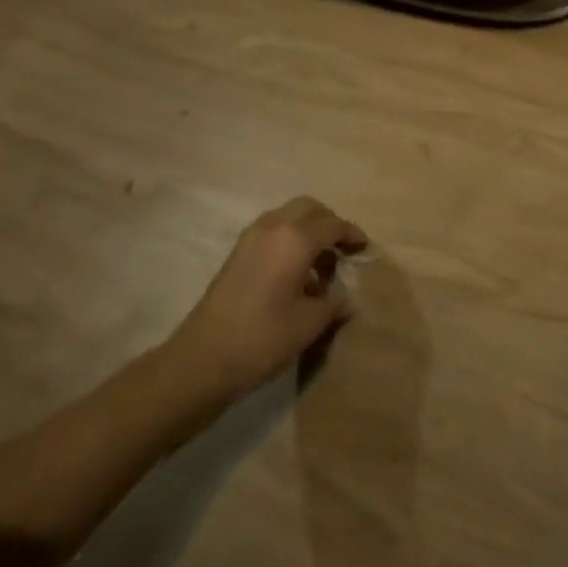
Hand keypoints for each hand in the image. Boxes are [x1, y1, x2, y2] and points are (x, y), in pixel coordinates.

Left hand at [170, 196, 368, 401]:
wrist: (203, 358)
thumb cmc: (264, 337)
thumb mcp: (309, 323)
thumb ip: (333, 304)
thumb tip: (345, 298)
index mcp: (296, 238)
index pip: (333, 225)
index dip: (352, 234)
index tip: (364, 248)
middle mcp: (273, 227)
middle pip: (309, 208)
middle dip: (329, 223)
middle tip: (342, 249)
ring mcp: (251, 238)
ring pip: (288, 216)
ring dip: (307, 230)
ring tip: (319, 265)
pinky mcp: (237, 253)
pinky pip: (272, 230)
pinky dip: (289, 239)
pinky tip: (294, 273)